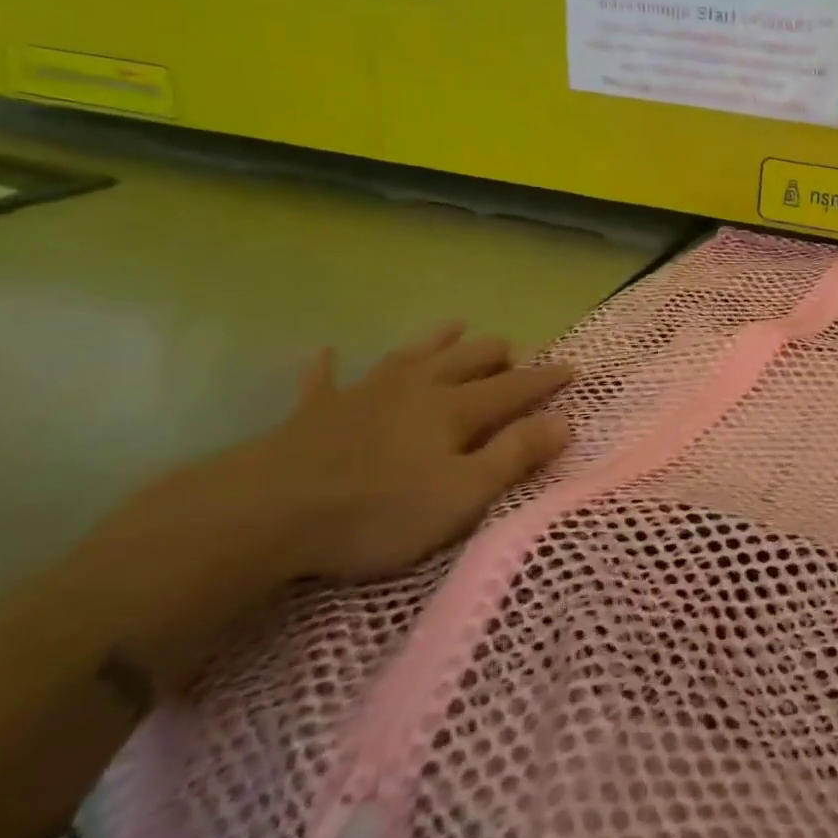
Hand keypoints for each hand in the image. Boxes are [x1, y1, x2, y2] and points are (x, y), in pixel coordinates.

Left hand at [108, 323, 573, 591]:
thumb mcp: (462, 494)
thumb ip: (515, 456)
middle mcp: (416, 390)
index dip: (545, 379)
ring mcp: (363, 395)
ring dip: (434, 340)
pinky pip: (323, 381)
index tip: (572, 367)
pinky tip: (325, 351)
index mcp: (454, 410)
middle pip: (465, 360)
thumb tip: (564, 421)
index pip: (514, 387)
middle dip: (495, 353)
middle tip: (513, 350)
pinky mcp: (313, 413)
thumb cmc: (377, 511)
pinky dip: (327, 367)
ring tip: (454, 324)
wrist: (265, 513)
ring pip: (408, 356)